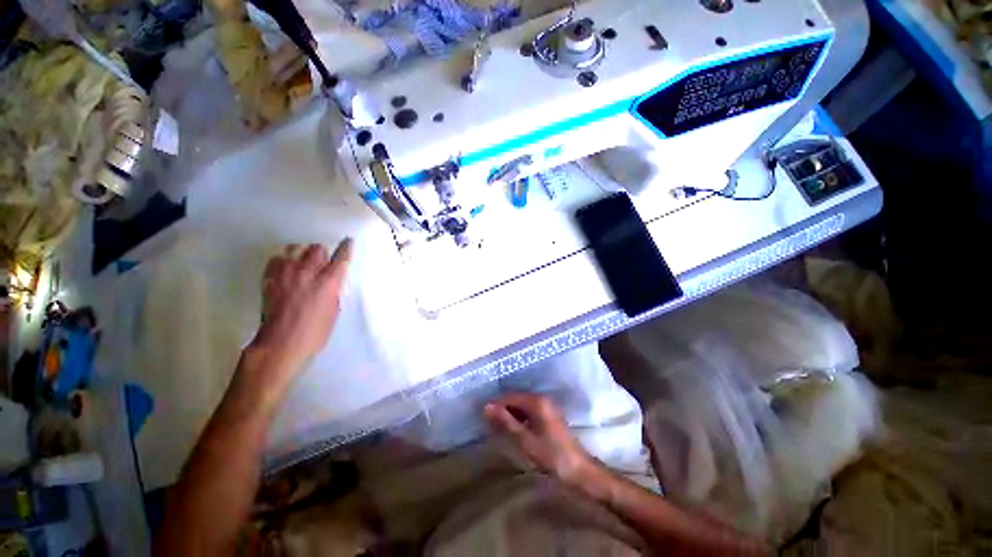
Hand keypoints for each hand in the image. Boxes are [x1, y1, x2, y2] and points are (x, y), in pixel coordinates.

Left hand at [243, 240, 352, 393]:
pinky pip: (277, 258)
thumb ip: (333, 290)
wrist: (280, 344)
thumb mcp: (334, 311)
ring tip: (303, 260)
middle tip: (322, 260)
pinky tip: (286, 267)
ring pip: (296, 248)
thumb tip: (331, 280)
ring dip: (303, 252)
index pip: (341, 257)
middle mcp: (308, 272)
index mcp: (328, 282)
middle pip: (317, 248)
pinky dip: (284, 259)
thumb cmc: (315, 332)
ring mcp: (286, 273)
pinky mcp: (269, 278)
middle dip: (322, 252)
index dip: (346, 248)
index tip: (348, 241)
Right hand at [484, 393, 593, 483]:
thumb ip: (506, 422)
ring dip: (511, 414)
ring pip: (523, 405)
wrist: (579, 470)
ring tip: (498, 428)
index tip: (483, 416)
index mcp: (537, 402)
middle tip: (488, 423)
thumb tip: (487, 407)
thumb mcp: (525, 440)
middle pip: (516, 399)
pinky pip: (530, 411)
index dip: (496, 405)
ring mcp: (548, 406)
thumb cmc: (551, 456)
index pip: (510, 397)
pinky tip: (514, 430)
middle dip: (502, 409)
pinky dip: (520, 418)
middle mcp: (542, 399)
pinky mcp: (550, 415)